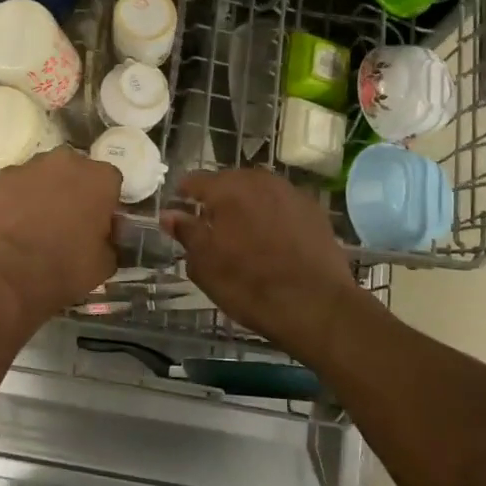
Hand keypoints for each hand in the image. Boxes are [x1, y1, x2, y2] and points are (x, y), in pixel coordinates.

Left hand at [0, 149, 121, 328]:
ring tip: (37, 222)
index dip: (104, 203)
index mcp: (101, 178)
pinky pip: (16, 185)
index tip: (98, 223)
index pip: (111, 183)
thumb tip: (104, 237)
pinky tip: (13, 223)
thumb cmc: (66, 267)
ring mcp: (31, 166)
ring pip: (44, 174)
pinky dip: (16, 198)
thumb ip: (110, 240)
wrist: (10, 272)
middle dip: (74, 189)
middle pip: (76, 171)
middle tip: (68, 220)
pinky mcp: (2, 177)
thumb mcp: (104, 263)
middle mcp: (69, 161)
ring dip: (44, 190)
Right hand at [161, 169, 361, 349]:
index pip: (195, 180)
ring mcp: (291, 193)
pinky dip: (272, 215)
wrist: (316, 305)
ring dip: (247, 205)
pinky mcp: (314, 210)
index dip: (184, 194)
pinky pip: (282, 205)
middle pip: (229, 181)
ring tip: (242, 232)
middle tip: (211, 226)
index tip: (180, 210)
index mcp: (227, 189)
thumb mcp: (205, 265)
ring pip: (258, 191)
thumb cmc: (249, 285)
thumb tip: (169, 213)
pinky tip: (272, 239)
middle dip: (218, 199)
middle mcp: (259, 181)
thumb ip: (186, 232)